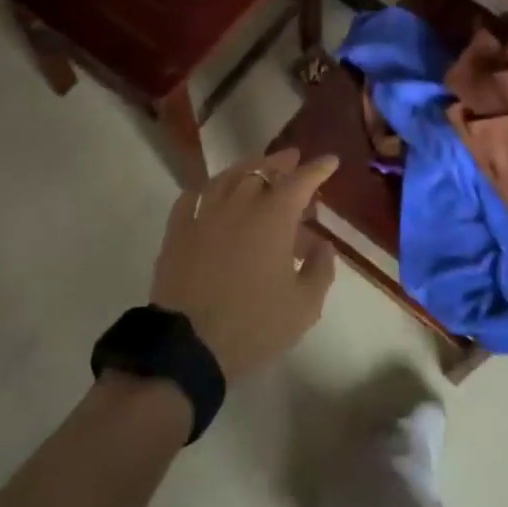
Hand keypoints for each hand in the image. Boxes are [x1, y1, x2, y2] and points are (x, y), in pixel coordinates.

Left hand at [149, 149, 338, 378]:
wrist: (188, 347)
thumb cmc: (253, 325)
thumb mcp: (303, 306)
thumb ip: (320, 270)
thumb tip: (324, 245)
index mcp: (274, 217)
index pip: (301, 181)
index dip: (317, 169)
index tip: (330, 160)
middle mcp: (239, 204)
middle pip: (261, 169)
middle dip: (281, 162)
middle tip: (292, 159)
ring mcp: (204, 214)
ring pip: (226, 177)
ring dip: (246, 167)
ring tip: (255, 167)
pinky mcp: (177, 232)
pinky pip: (191, 197)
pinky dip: (205, 189)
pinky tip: (209, 191)